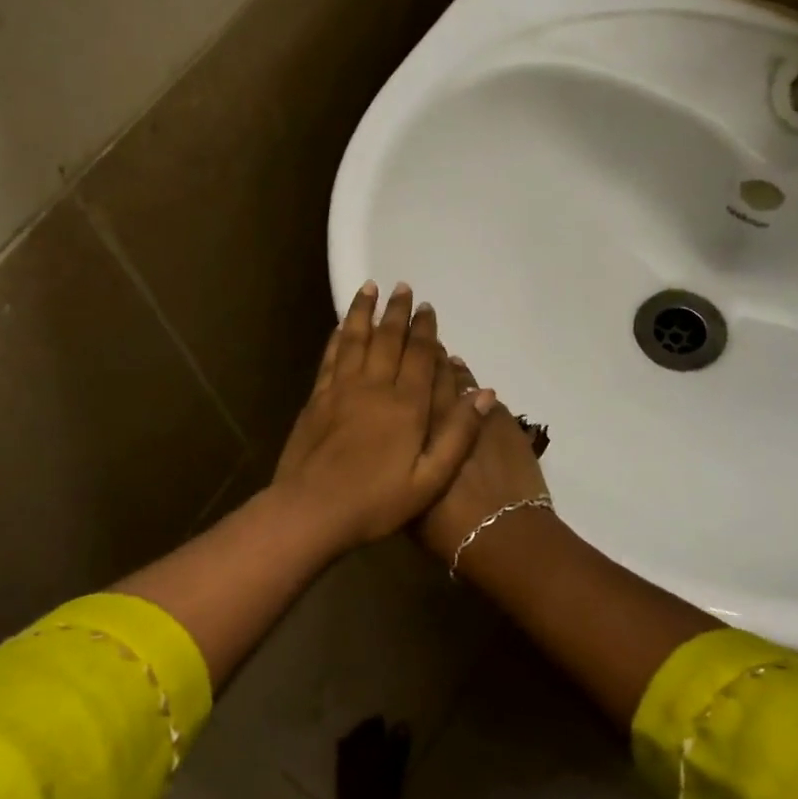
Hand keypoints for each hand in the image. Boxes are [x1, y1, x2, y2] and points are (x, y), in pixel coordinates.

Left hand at [271, 282, 493, 555]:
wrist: (312, 510)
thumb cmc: (376, 502)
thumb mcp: (430, 479)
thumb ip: (458, 434)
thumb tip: (485, 392)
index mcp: (406, 406)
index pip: (420, 356)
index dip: (425, 330)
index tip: (427, 307)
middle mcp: (374, 388)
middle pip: (388, 340)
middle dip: (397, 312)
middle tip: (402, 287)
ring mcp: (341, 390)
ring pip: (356, 340)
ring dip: (364, 312)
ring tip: (370, 288)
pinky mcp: (317, 399)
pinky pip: (330, 358)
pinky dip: (338, 338)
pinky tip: (341, 327)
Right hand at [415, 352, 550, 565]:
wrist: (504, 533)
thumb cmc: (449, 529)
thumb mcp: (410, 504)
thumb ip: (401, 470)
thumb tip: (395, 453)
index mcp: (412, 435)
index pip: (404, 390)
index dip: (400, 370)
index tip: (395, 356)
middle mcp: (439, 415)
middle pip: (430, 376)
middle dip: (424, 358)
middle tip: (417, 345)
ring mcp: (474, 414)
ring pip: (459, 380)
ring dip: (449, 368)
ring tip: (443, 357)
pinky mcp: (502, 421)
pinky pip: (484, 395)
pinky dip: (475, 388)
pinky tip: (472, 386)